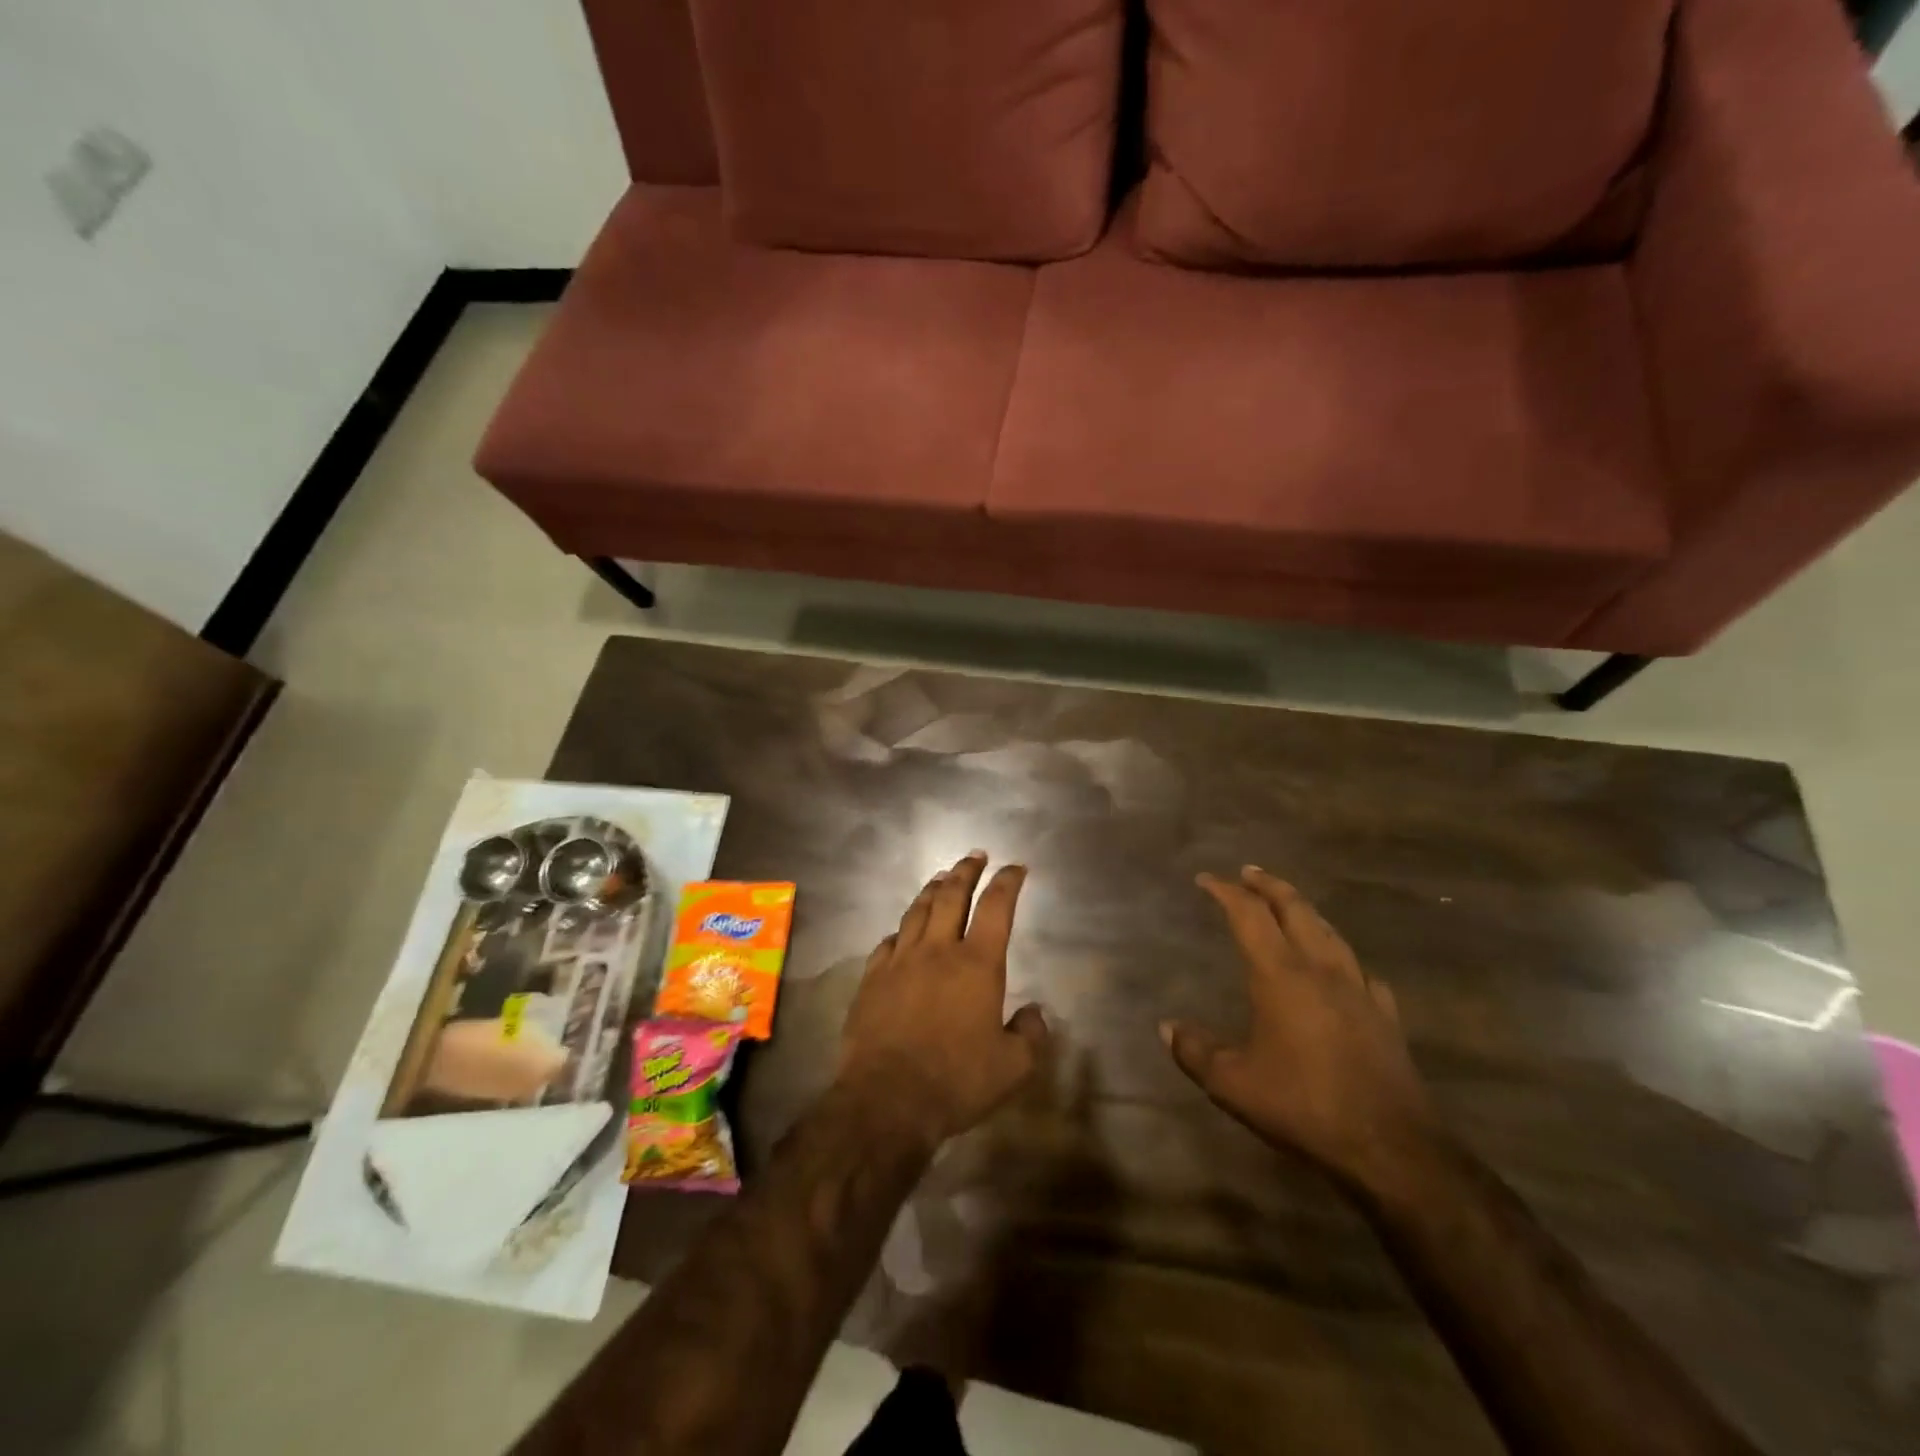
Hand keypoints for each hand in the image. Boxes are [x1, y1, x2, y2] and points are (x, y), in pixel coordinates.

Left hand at [837, 853, 1049, 1148]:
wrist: (887, 1099)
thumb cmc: (957, 1080)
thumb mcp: (1012, 1068)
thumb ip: (1031, 1035)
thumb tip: (1034, 1014)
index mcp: (977, 964)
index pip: (996, 907)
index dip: (1007, 882)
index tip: (1015, 867)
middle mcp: (938, 950)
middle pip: (952, 895)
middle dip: (966, 871)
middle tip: (975, 855)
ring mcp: (900, 961)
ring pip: (917, 911)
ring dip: (932, 889)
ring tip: (941, 877)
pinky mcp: (872, 978)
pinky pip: (888, 942)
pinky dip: (901, 930)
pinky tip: (902, 931)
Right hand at [1163, 866, 1437, 1191]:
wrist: (1390, 1147)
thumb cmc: (1303, 1106)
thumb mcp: (1233, 1084)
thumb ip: (1196, 1051)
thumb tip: (1166, 1028)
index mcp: (1281, 975)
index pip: (1249, 915)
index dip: (1226, 892)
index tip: (1206, 879)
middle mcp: (1321, 970)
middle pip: (1296, 909)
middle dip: (1269, 886)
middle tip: (1249, 872)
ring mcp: (1359, 990)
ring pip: (1331, 932)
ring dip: (1305, 910)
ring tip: (1289, 905)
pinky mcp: (1386, 1017)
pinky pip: (1361, 970)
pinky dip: (1341, 955)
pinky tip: (1342, 967)